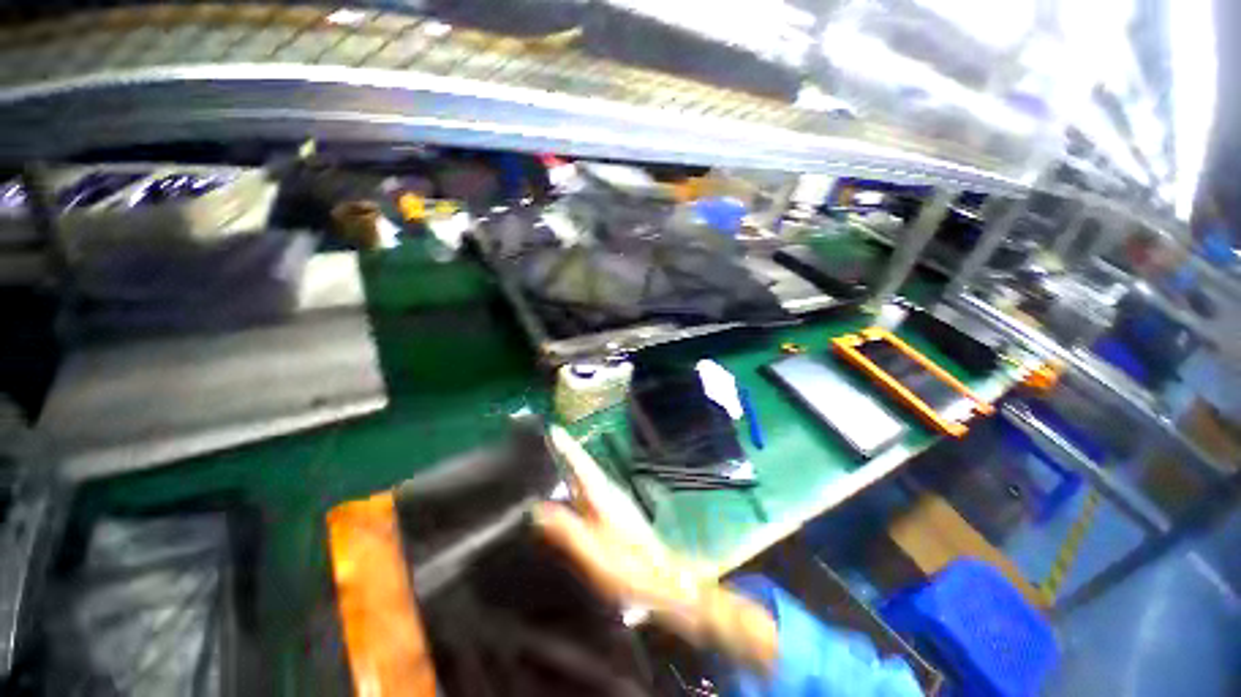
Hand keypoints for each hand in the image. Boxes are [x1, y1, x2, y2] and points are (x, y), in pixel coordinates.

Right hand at [540, 426, 776, 670]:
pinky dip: (579, 484)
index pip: (580, 464)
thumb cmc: (626, 565)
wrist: (662, 578)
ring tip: (552, 461)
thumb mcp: (591, 551)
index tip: (553, 429)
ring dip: (573, 466)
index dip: (566, 447)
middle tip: (547, 442)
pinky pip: (592, 490)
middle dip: (567, 452)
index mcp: (602, 495)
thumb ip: (564, 528)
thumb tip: (536, 507)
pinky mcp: (618, 513)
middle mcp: (609, 492)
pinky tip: (570, 493)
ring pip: (589, 478)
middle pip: (584, 467)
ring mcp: (615, 502)